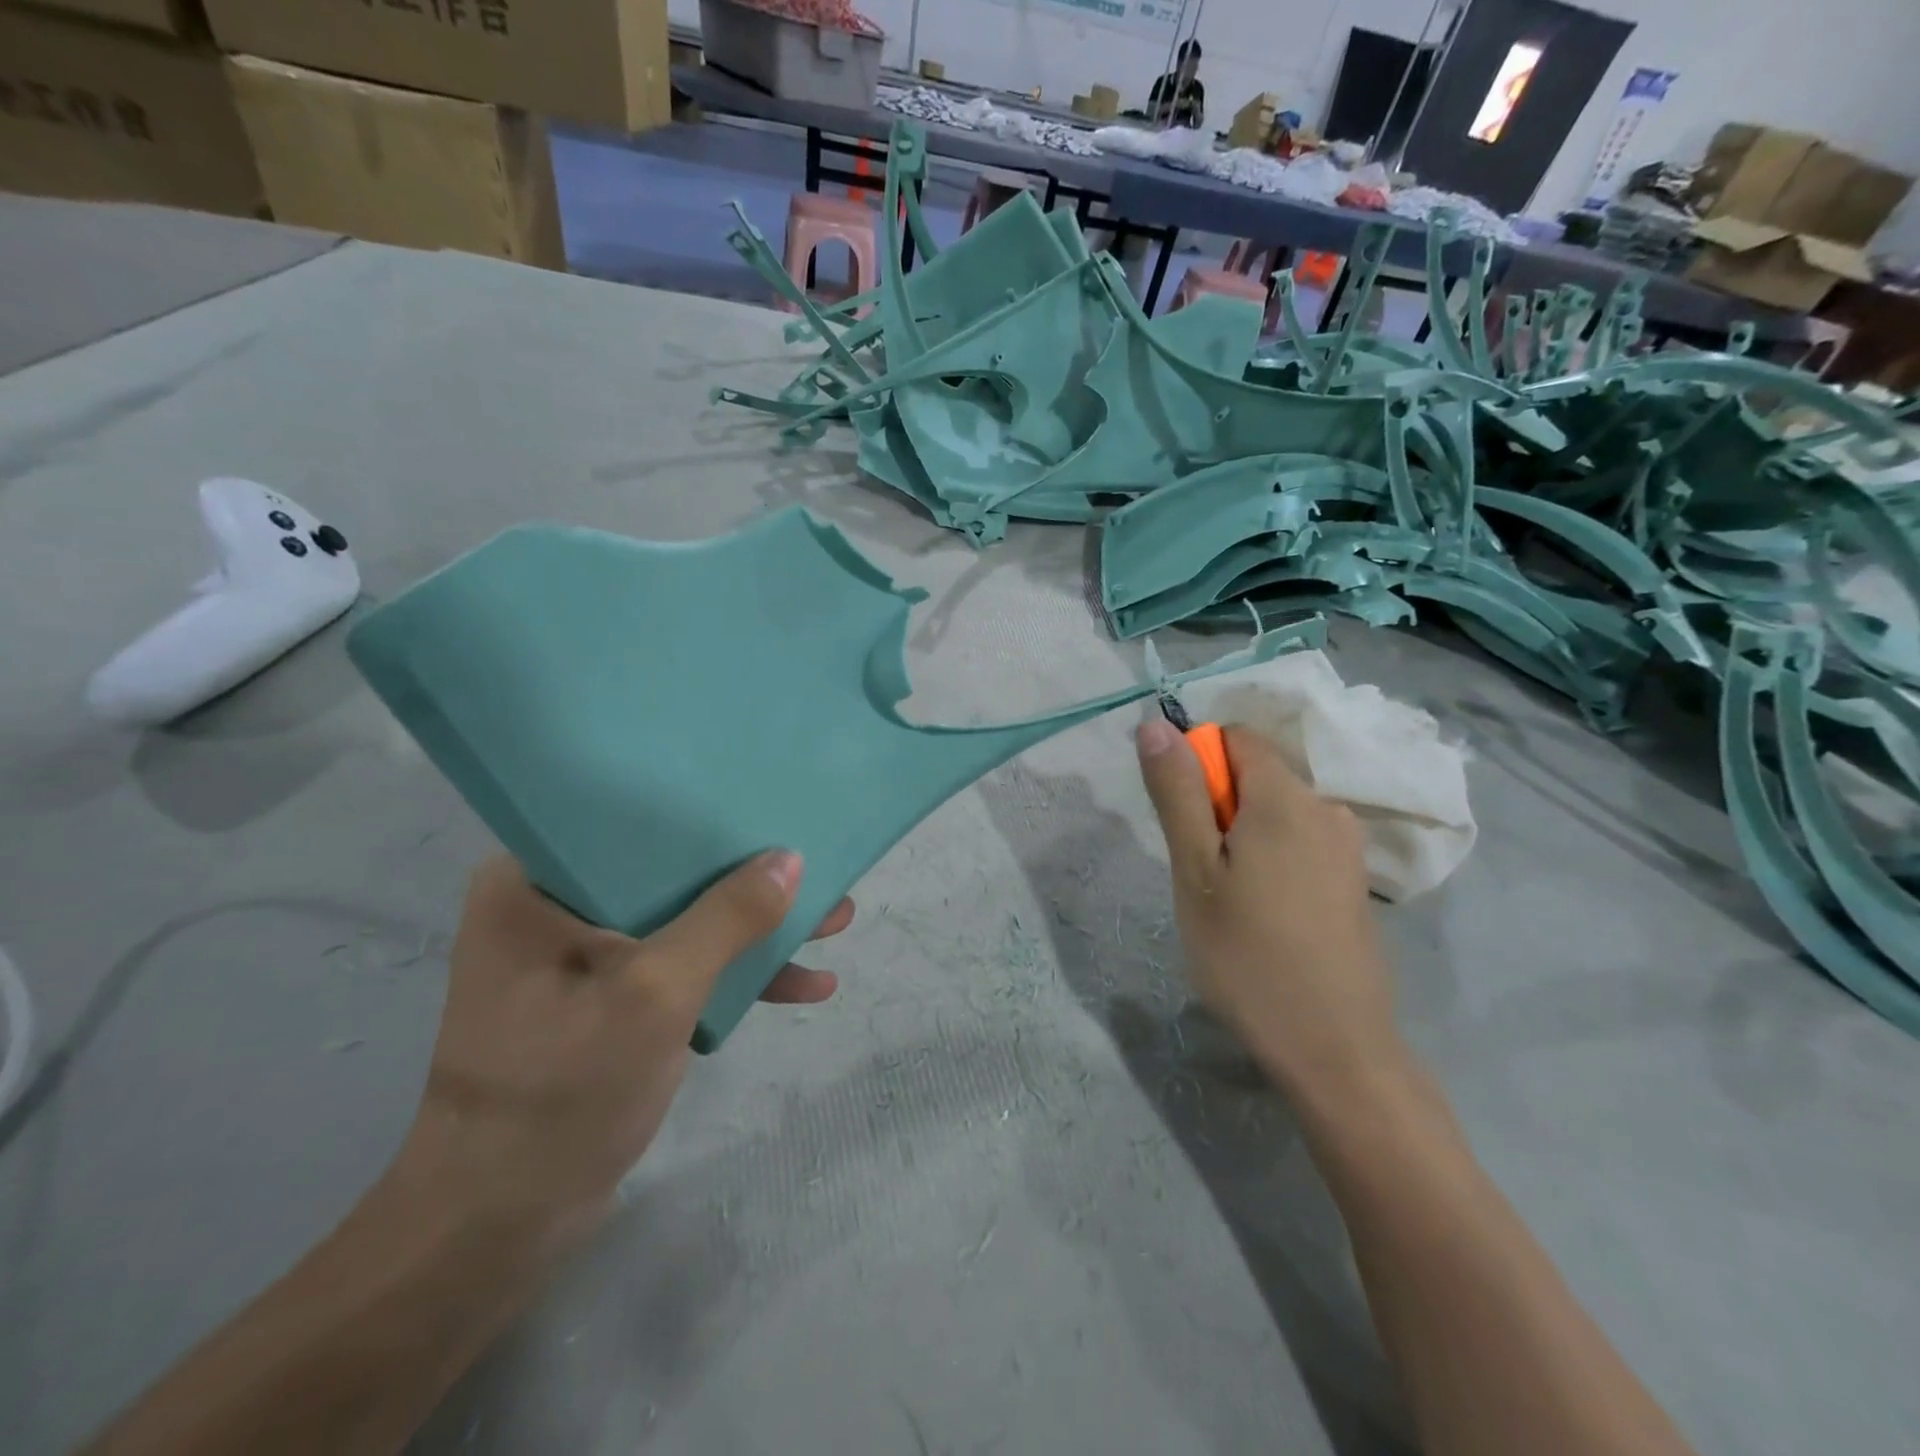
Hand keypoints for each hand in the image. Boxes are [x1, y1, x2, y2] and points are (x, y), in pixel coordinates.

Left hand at [394, 851, 850, 1243]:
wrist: (499, 1226)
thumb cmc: (562, 1091)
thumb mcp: (657, 993)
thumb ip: (727, 919)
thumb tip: (791, 859)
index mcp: (535, 885)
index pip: (630, 822)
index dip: (706, 813)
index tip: (769, 804)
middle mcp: (555, 909)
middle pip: (670, 872)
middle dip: (751, 880)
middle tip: (818, 868)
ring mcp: (583, 959)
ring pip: (686, 921)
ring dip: (756, 929)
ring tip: (835, 920)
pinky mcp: (609, 1001)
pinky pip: (681, 967)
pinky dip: (735, 975)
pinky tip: (803, 983)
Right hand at [1136, 717, 1403, 1100]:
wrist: (1333, 1047)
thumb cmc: (1248, 955)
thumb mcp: (1194, 870)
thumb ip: (1177, 792)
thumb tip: (1156, 724)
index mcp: (1286, 798)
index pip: (1236, 738)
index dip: (1198, 763)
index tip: (1182, 820)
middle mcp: (1326, 808)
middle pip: (1258, 775)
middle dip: (1218, 806)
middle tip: (1199, 871)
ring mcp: (1347, 847)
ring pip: (1277, 812)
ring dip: (1242, 836)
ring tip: (1229, 899)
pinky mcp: (1354, 881)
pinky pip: (1300, 842)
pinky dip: (1271, 858)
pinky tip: (1264, 914)